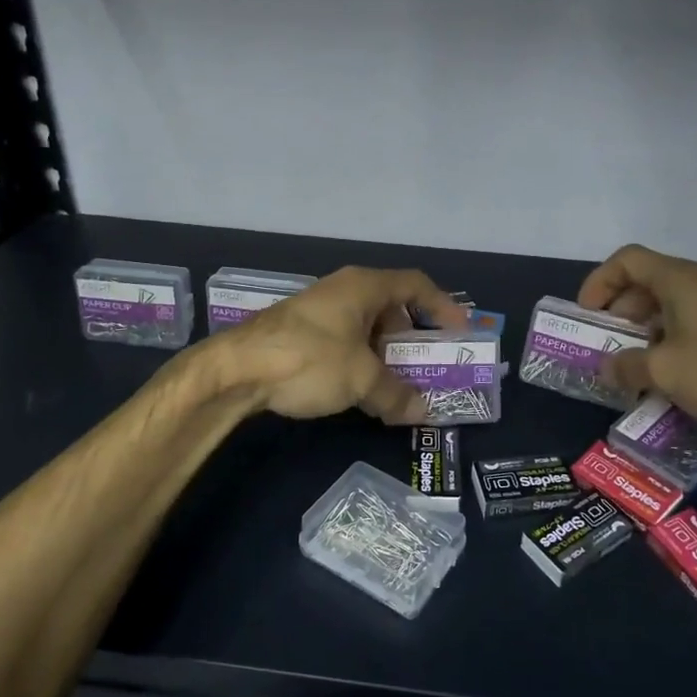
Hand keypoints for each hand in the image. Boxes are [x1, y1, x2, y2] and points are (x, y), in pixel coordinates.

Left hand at [221, 266, 467, 422]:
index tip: (460, 331)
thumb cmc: (308, 359)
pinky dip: (360, 360)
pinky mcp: (299, 332)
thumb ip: (396, 395)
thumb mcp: (360, 379)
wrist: (235, 370)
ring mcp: (318, 310)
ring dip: (385, 354)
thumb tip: (423, 412)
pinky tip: (360, 389)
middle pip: (391, 306)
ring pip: (365, 327)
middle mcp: (342, 290)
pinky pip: (344, 340)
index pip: (415, 284)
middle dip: (412, 337)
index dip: (442, 305)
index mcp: (363, 286)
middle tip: (428, 365)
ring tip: (397, 384)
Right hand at [577, 243, 696, 428]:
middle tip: (607, 346)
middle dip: (619, 313)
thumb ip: (627, 367)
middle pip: (646, 283)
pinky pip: (693, 326)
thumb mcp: (665, 372)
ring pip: (671, 307)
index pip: (625, 260)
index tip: (587, 316)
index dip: (599, 282)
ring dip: (645, 333)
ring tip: (636, 368)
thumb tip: (607, 368)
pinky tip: (674, 379)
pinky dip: (673, 344)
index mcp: (677, 280)